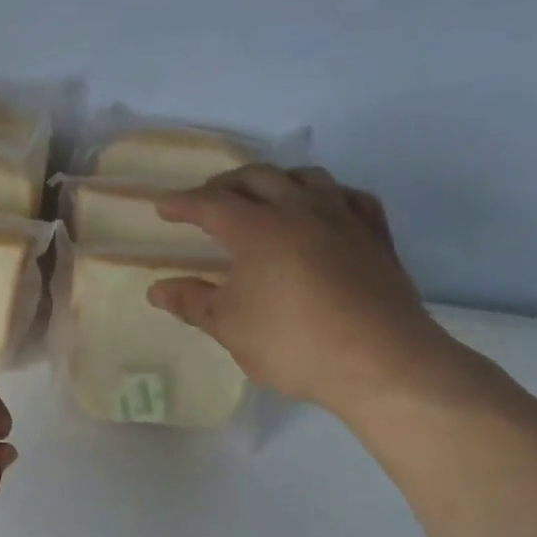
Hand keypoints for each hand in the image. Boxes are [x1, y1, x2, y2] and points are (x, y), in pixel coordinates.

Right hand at [148, 165, 468, 416]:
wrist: (379, 360)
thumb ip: (192, 303)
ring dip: (274, 181)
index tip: (162, 207)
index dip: (182, 203)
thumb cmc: (292, 343)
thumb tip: (157, 290)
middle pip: (257, 178)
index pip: (211, 204)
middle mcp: (299, 210)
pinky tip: (321, 210)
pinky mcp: (375, 234)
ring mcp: (343, 218)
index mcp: (257, 229)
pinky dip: (325, 195)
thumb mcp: (230, 327)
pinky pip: (347, 196)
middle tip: (205, 201)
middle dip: (225, 184)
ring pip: (305, 177)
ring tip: (261, 198)